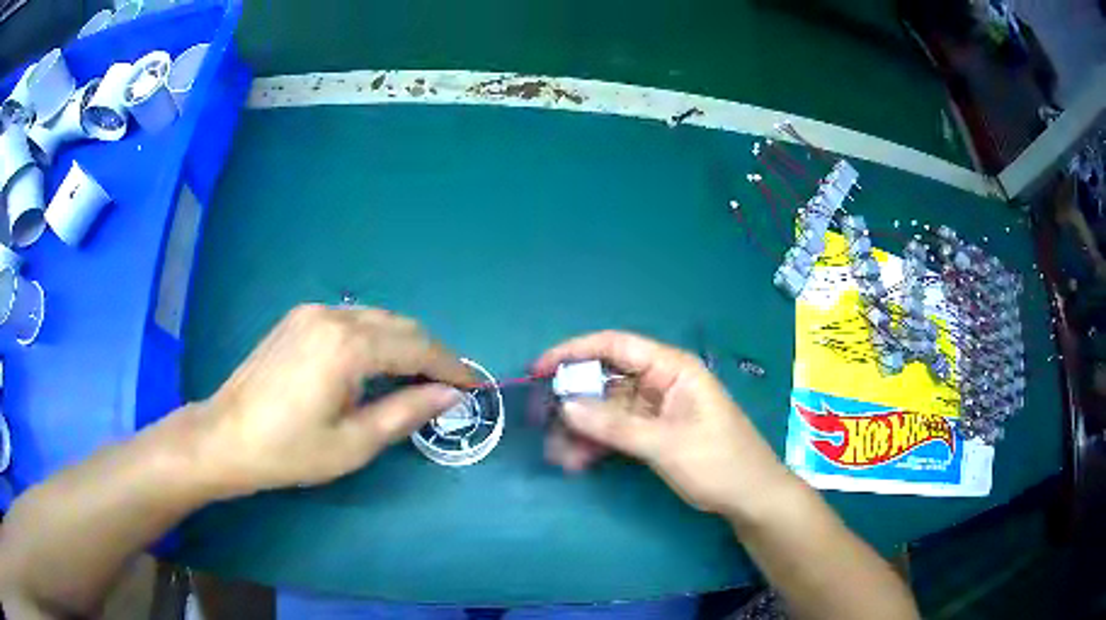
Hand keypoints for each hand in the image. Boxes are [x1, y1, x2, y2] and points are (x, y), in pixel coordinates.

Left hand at [191, 304, 473, 495]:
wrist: (226, 436)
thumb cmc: (290, 450)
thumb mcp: (354, 443)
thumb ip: (406, 412)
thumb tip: (449, 395)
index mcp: (348, 346)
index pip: (417, 346)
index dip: (451, 366)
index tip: (475, 386)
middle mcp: (333, 315)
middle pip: (400, 325)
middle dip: (431, 353)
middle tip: (448, 387)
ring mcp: (312, 312)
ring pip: (377, 318)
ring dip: (404, 344)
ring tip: (417, 378)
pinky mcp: (298, 318)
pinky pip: (352, 319)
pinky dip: (376, 338)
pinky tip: (375, 365)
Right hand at [533, 331, 794, 516]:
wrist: (749, 497)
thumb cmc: (718, 462)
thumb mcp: (665, 444)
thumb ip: (614, 425)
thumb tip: (565, 406)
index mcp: (672, 368)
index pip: (615, 345)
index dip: (574, 351)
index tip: (539, 369)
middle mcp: (660, 381)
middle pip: (606, 379)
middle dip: (574, 400)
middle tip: (543, 422)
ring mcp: (656, 408)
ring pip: (606, 409)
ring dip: (581, 429)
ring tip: (558, 455)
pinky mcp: (653, 431)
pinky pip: (616, 430)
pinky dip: (596, 443)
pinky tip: (577, 461)